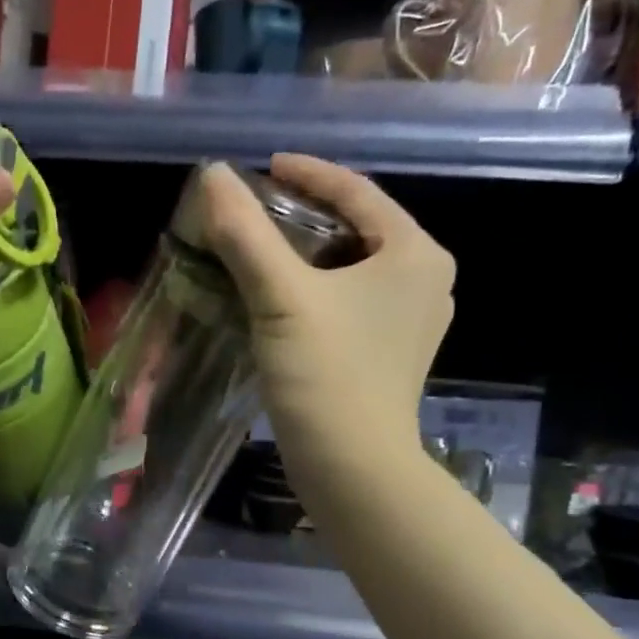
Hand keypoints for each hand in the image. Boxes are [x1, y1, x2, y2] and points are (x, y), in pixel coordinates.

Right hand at [201, 154, 454, 489]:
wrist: (353, 468)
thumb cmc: (326, 375)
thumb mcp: (281, 297)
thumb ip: (246, 233)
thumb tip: (213, 175)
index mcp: (415, 253)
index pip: (357, 191)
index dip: (306, 174)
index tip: (261, 169)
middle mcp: (425, 279)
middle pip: (356, 227)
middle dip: (304, 216)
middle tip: (254, 213)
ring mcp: (411, 320)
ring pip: (351, 267)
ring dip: (305, 255)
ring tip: (259, 251)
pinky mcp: (390, 352)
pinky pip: (350, 300)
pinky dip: (314, 289)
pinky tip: (278, 298)